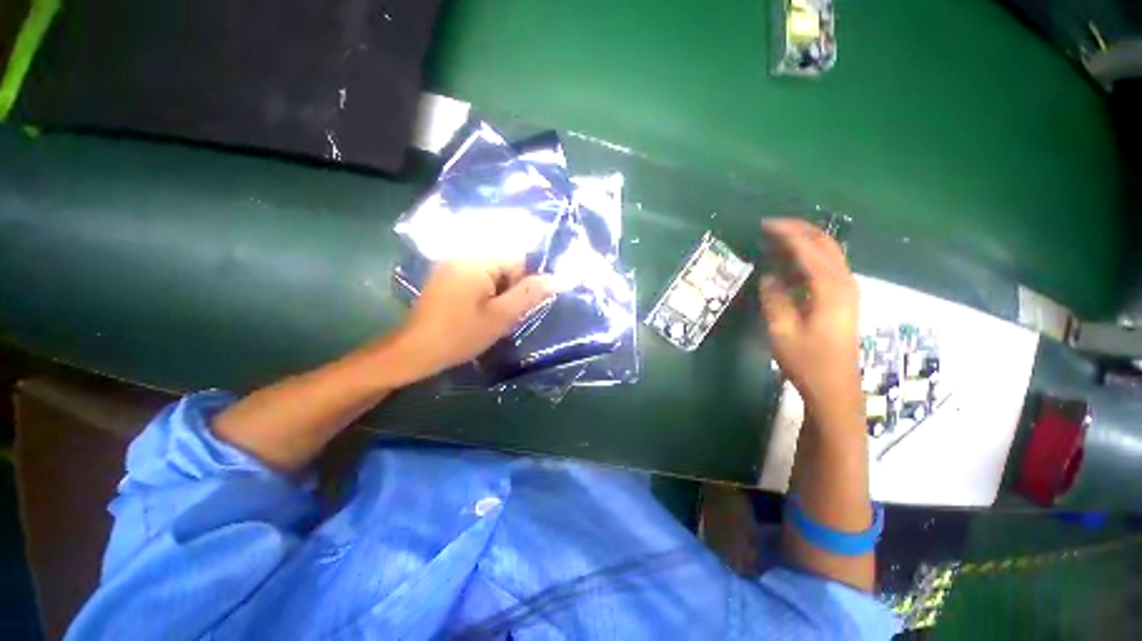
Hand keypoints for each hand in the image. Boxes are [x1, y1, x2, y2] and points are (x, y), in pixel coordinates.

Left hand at [392, 260, 555, 381]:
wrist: (415, 351)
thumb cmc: (461, 334)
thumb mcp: (501, 316)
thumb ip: (530, 294)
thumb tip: (556, 279)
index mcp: (477, 260)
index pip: (519, 258)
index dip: (523, 283)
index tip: (513, 307)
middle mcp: (463, 254)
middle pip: (505, 264)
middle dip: (509, 289)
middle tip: (500, 315)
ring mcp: (452, 265)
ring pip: (492, 273)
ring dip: (497, 293)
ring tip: (487, 316)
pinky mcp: (446, 276)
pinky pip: (477, 278)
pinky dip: (484, 293)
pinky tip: (475, 312)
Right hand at [759, 219, 861, 417]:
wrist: (835, 388)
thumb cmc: (807, 361)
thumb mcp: (782, 331)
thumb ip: (774, 299)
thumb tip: (768, 276)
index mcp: (831, 289)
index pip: (809, 248)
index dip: (786, 233)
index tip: (763, 225)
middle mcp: (845, 283)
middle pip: (825, 243)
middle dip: (798, 230)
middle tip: (769, 227)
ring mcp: (847, 290)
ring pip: (829, 252)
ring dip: (804, 241)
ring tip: (776, 240)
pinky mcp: (843, 299)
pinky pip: (827, 266)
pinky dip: (808, 256)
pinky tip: (790, 262)